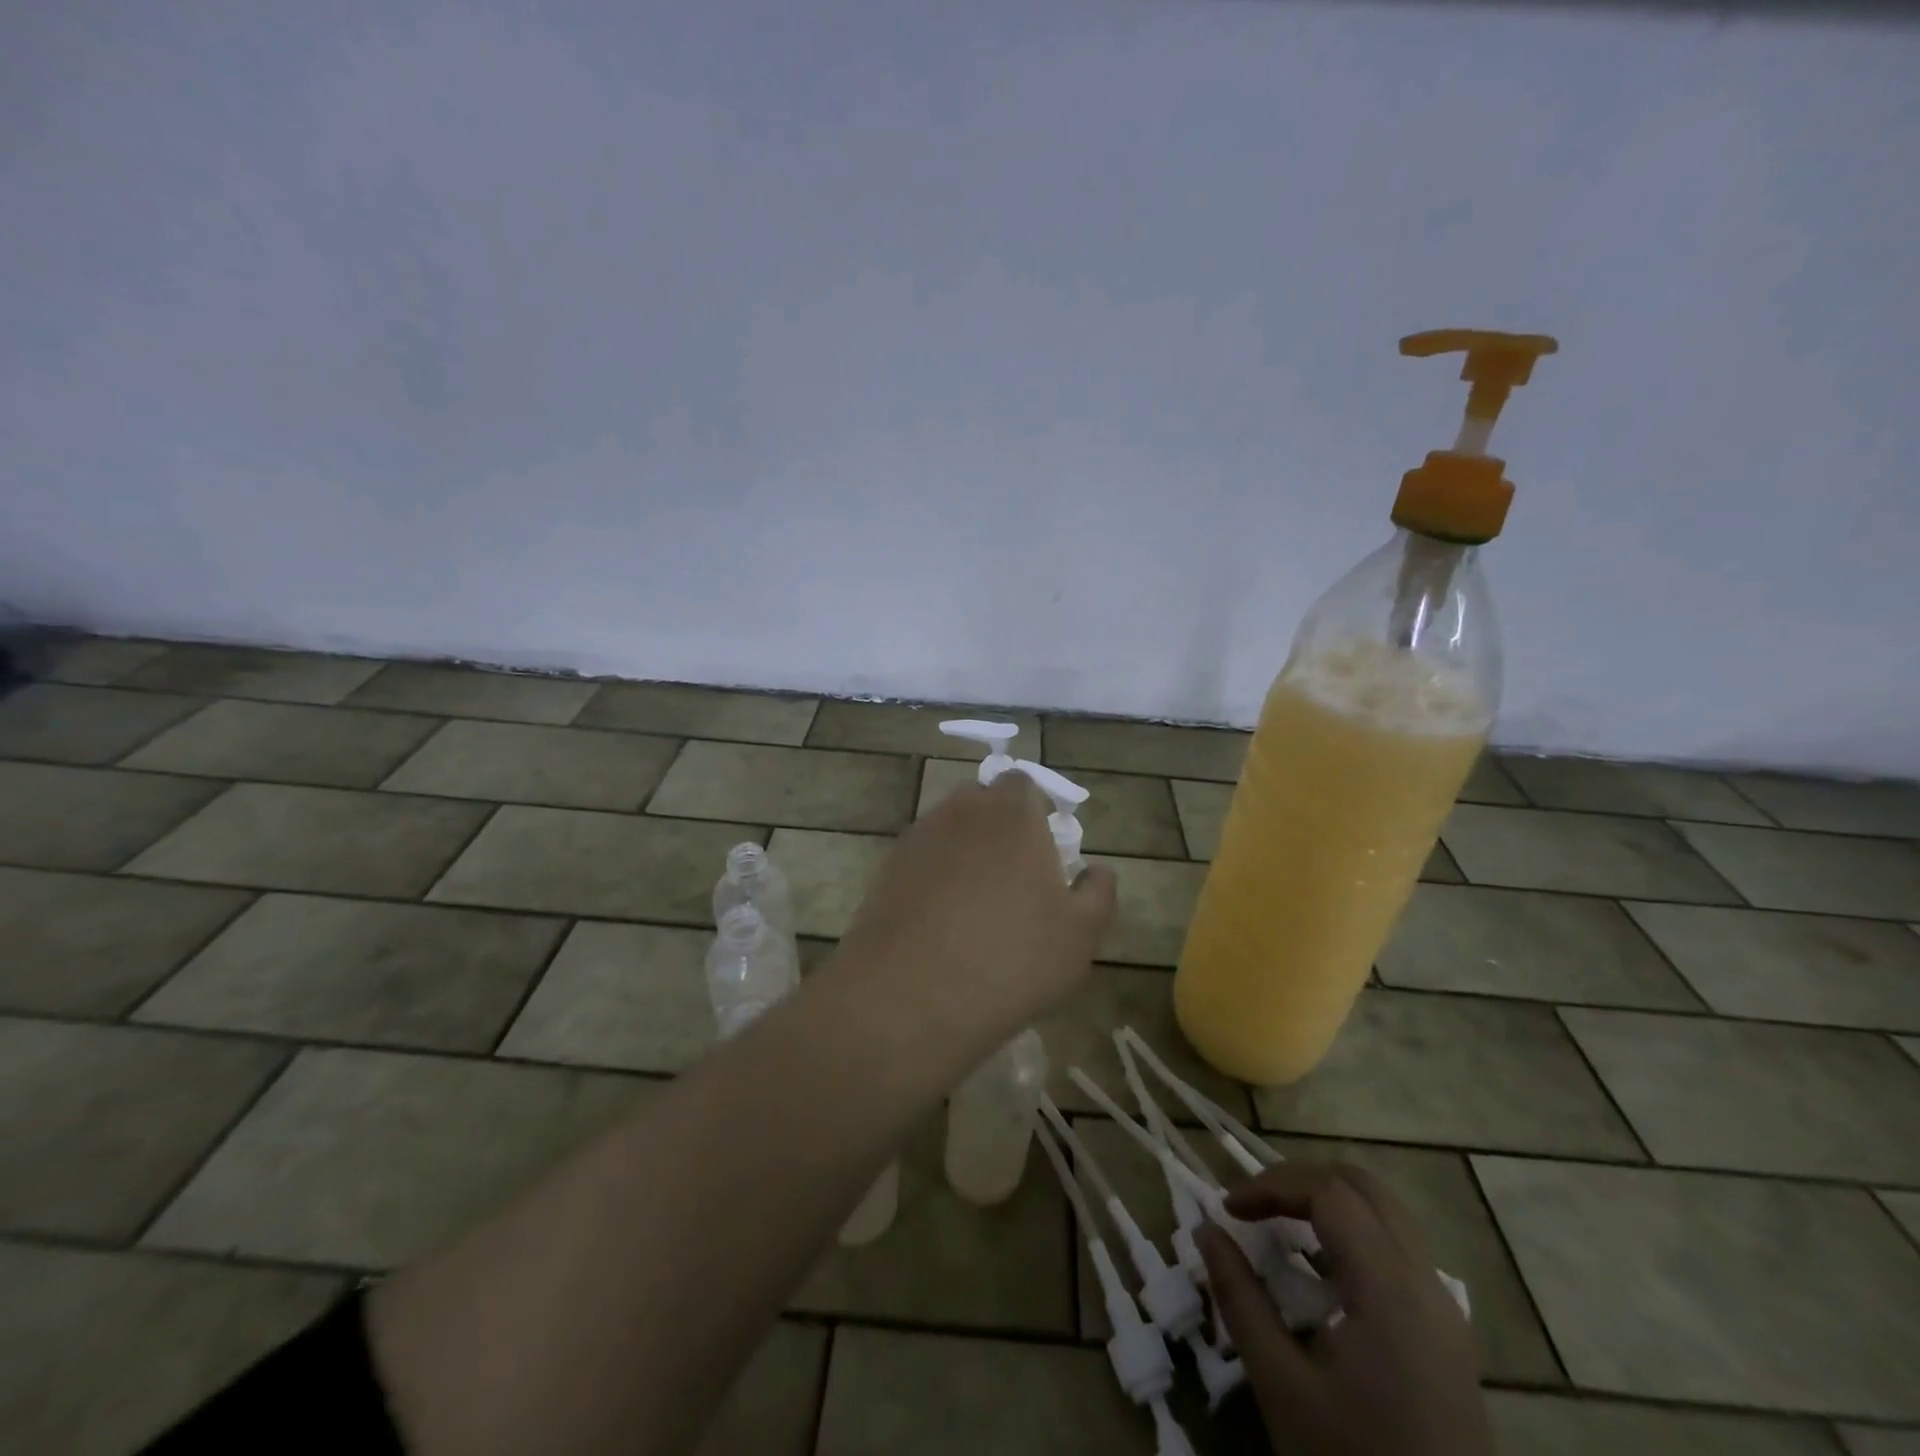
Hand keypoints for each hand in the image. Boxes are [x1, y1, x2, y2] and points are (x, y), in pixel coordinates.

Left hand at [829, 770, 1116, 1046]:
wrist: (909, 997)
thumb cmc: (1010, 959)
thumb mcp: (1080, 936)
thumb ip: (1098, 893)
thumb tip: (1098, 870)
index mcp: (1012, 813)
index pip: (1024, 784)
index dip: (1037, 810)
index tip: (1046, 849)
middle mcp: (961, 811)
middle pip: (984, 801)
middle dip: (1000, 827)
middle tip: (1016, 877)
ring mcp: (918, 838)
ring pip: (950, 830)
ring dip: (966, 852)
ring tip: (978, 905)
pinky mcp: (887, 868)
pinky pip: (923, 859)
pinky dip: (935, 876)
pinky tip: (942, 922)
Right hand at [1198, 1163, 1493, 1455]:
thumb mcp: (1282, 1387)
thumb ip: (1240, 1298)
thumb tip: (1205, 1229)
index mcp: (1388, 1288)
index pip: (1328, 1192)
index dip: (1272, 1184)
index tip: (1228, 1208)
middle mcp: (1425, 1282)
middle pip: (1363, 1186)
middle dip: (1301, 1180)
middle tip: (1256, 1205)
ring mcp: (1445, 1308)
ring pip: (1386, 1212)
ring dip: (1330, 1202)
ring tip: (1283, 1229)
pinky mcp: (1449, 1334)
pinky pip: (1400, 1249)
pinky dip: (1354, 1233)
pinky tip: (1323, 1274)